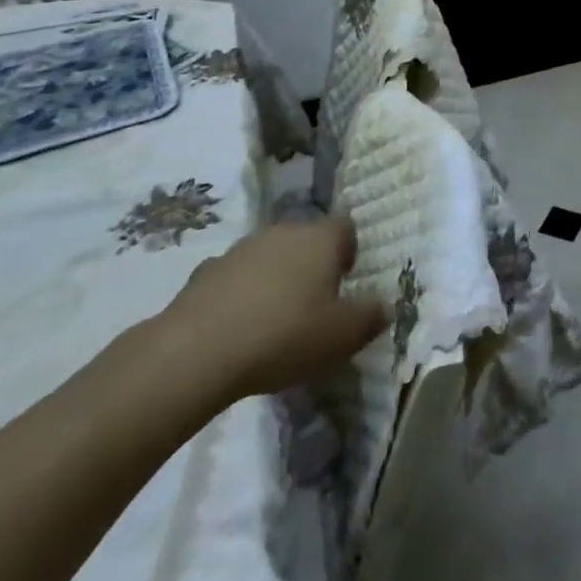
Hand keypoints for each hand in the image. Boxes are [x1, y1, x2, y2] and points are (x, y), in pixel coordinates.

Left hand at [158, 217, 386, 398]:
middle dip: (311, 266)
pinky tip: (235, 331)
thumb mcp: (343, 335)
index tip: (344, 284)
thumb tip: (384, 307)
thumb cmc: (284, 335)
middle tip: (312, 306)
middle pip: (306, 240)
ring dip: (274, 279)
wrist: (195, 353)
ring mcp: (241, 248)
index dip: (349, 253)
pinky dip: (238, 296)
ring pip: (269, 257)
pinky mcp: (203, 272)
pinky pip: (233, 279)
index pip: (346, 228)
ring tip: (271, 322)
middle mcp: (284, 230)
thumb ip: (371, 317)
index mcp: (321, 238)